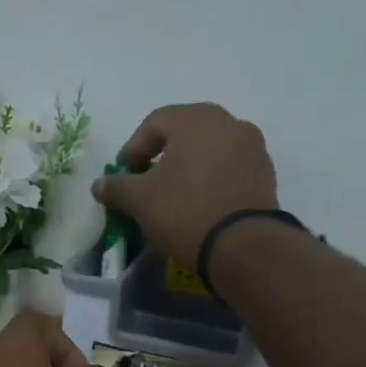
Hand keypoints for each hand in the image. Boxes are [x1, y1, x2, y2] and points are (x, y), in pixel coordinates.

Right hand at [90, 103, 278, 268]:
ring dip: (187, 170)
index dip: (132, 149)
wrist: (243, 247)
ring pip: (209, 152)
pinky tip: (198, 206)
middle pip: (185, 135)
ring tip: (172, 198)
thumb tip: (99, 185)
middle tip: (145, 184)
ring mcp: (253, 149)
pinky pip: (228, 171)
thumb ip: (116, 187)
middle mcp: (229, 123)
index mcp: (197, 119)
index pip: (154, 123)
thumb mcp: (139, 200)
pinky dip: (210, 182)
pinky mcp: (266, 176)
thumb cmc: (185, 211)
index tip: (122, 176)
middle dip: (161, 158)